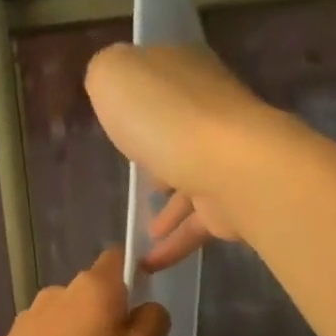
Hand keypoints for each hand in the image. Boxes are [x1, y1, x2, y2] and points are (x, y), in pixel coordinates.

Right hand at [85, 43, 281, 271]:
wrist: (230, 167)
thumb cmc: (165, 118)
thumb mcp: (113, 77)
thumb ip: (104, 76)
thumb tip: (110, 87)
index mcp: (182, 71)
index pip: (159, 78)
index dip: (139, 98)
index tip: (120, 123)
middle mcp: (208, 110)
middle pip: (177, 130)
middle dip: (158, 154)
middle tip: (136, 179)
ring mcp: (223, 158)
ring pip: (190, 181)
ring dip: (168, 208)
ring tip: (145, 231)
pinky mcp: (231, 202)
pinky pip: (196, 225)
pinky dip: (172, 246)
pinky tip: (148, 265)